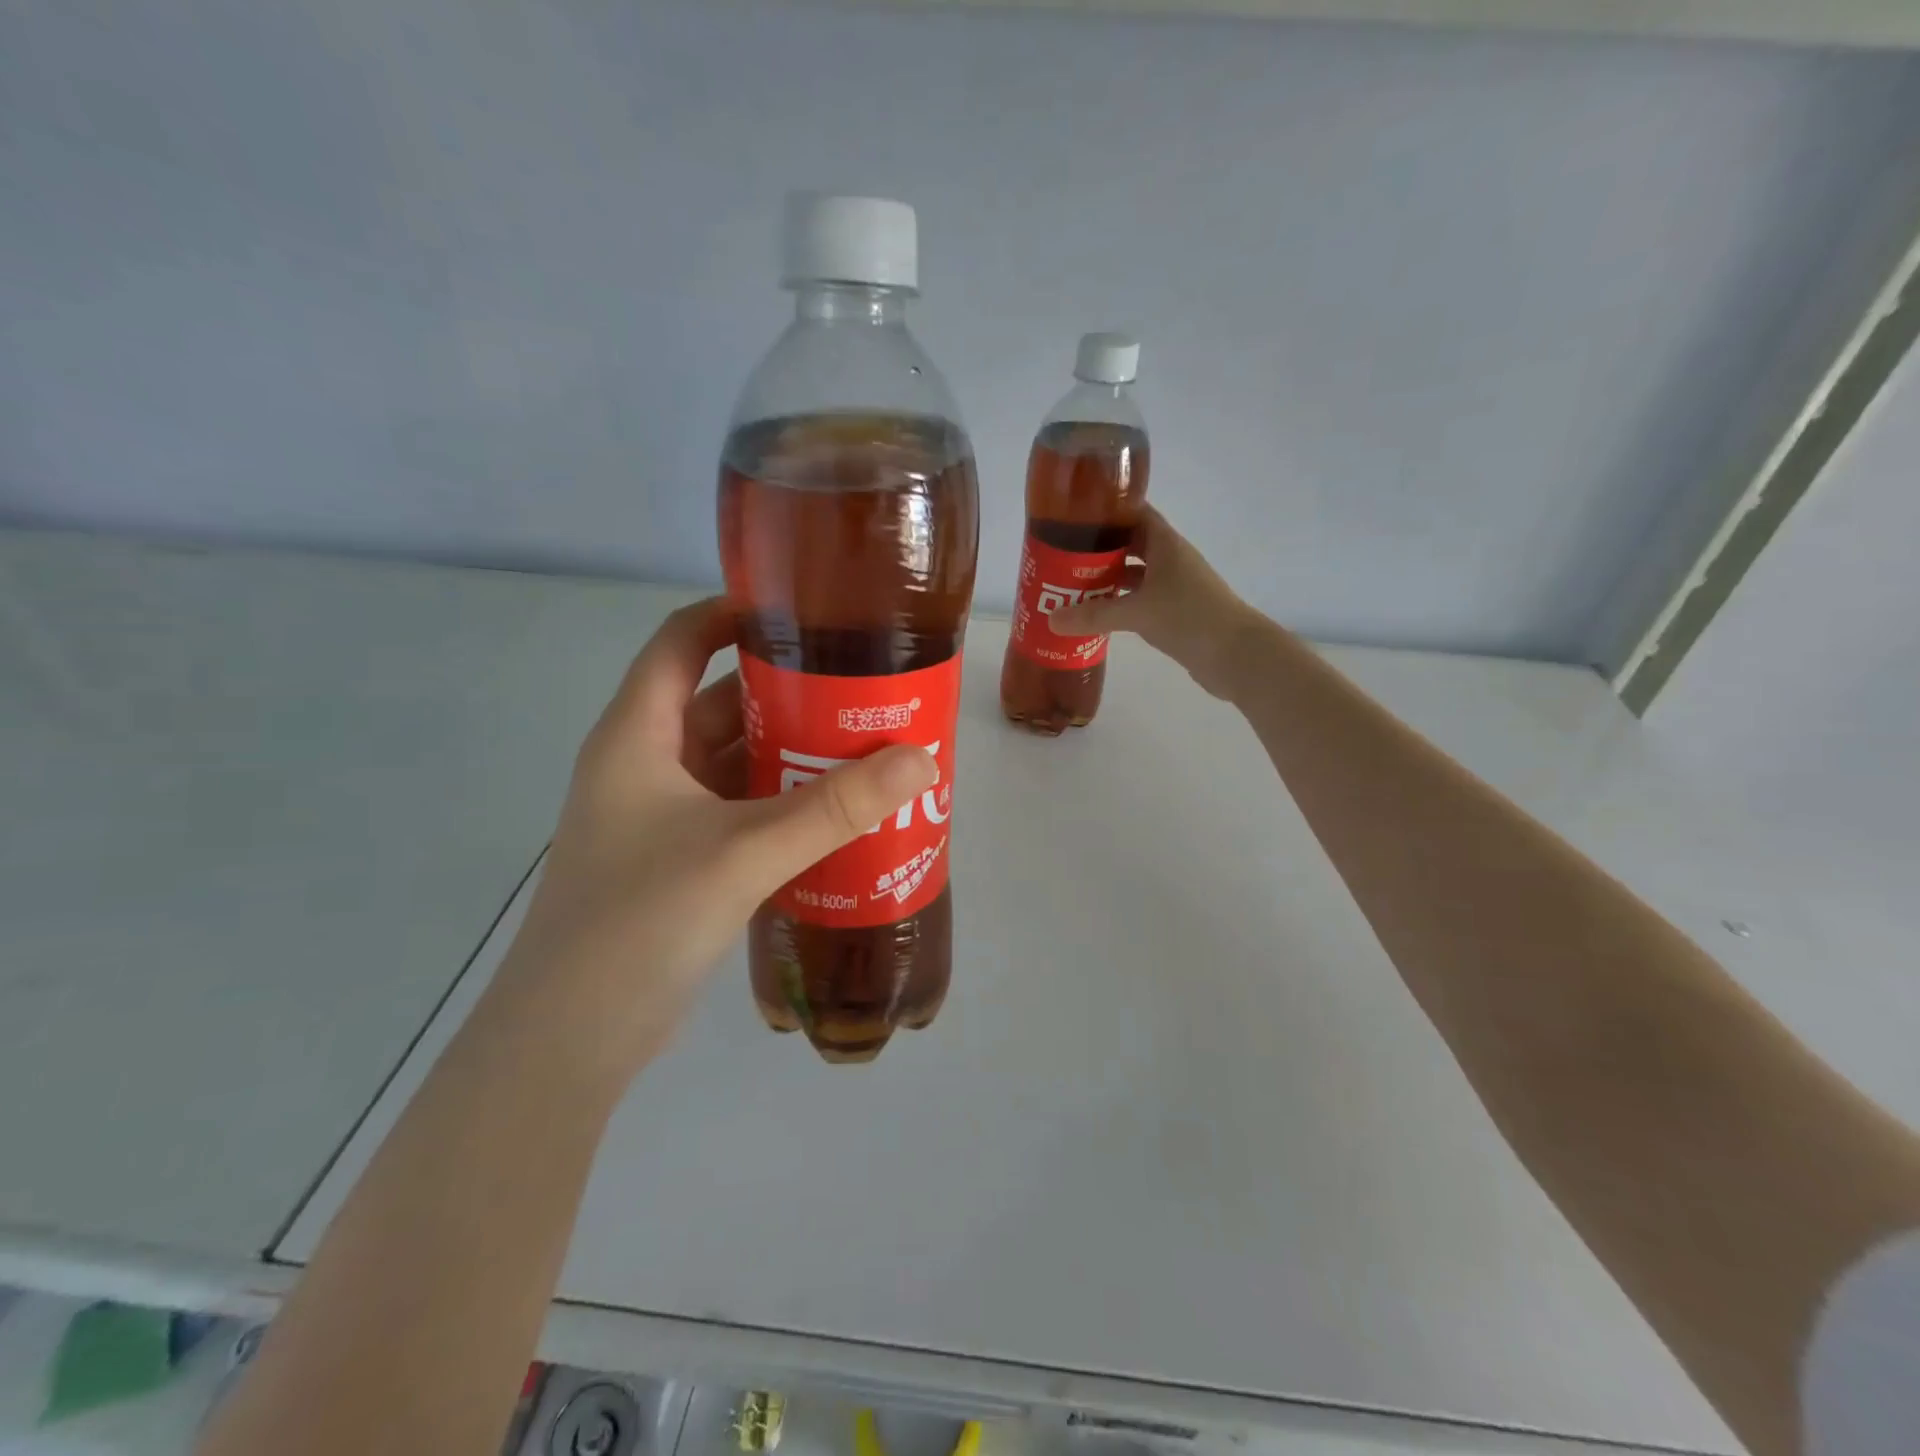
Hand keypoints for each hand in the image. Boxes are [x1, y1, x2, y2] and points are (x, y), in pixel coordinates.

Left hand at [489, 599, 935, 1075]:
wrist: (572, 1040)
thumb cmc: (639, 922)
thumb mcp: (743, 853)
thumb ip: (832, 808)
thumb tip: (918, 759)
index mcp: (638, 736)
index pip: (681, 642)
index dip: (734, 614)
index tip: (806, 612)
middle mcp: (646, 766)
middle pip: (722, 703)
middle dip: (790, 693)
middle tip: (863, 689)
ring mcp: (662, 817)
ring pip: (736, 762)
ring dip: (793, 755)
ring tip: (866, 747)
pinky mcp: (682, 861)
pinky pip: (742, 811)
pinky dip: (785, 805)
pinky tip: (838, 815)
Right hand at [1048, 507, 1265, 698]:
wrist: (1236, 655)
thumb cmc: (1190, 618)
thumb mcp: (1137, 613)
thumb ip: (1094, 615)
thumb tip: (1051, 620)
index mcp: (1165, 545)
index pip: (1135, 514)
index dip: (1108, 511)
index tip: (1075, 516)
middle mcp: (1170, 560)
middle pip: (1130, 546)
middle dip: (1099, 549)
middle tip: (1063, 555)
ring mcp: (1175, 587)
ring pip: (1135, 575)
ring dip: (1108, 579)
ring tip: (1072, 585)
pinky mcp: (1175, 613)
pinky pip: (1140, 600)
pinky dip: (1120, 603)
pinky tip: (1098, 614)